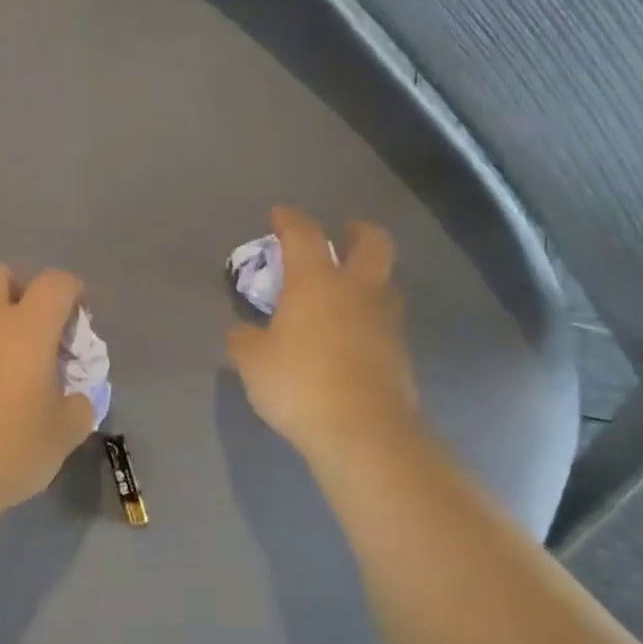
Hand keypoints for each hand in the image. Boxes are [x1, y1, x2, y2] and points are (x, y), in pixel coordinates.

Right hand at [228, 207, 421, 461]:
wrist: (362, 430)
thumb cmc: (299, 384)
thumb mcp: (253, 362)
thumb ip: (244, 339)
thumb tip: (242, 331)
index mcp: (317, 282)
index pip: (304, 235)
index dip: (290, 220)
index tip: (280, 214)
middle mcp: (357, 290)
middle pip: (373, 242)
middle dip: (357, 232)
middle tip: (343, 235)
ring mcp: (385, 319)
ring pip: (385, 280)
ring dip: (368, 275)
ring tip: (345, 289)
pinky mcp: (399, 350)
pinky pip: (385, 317)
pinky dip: (369, 314)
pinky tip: (351, 332)